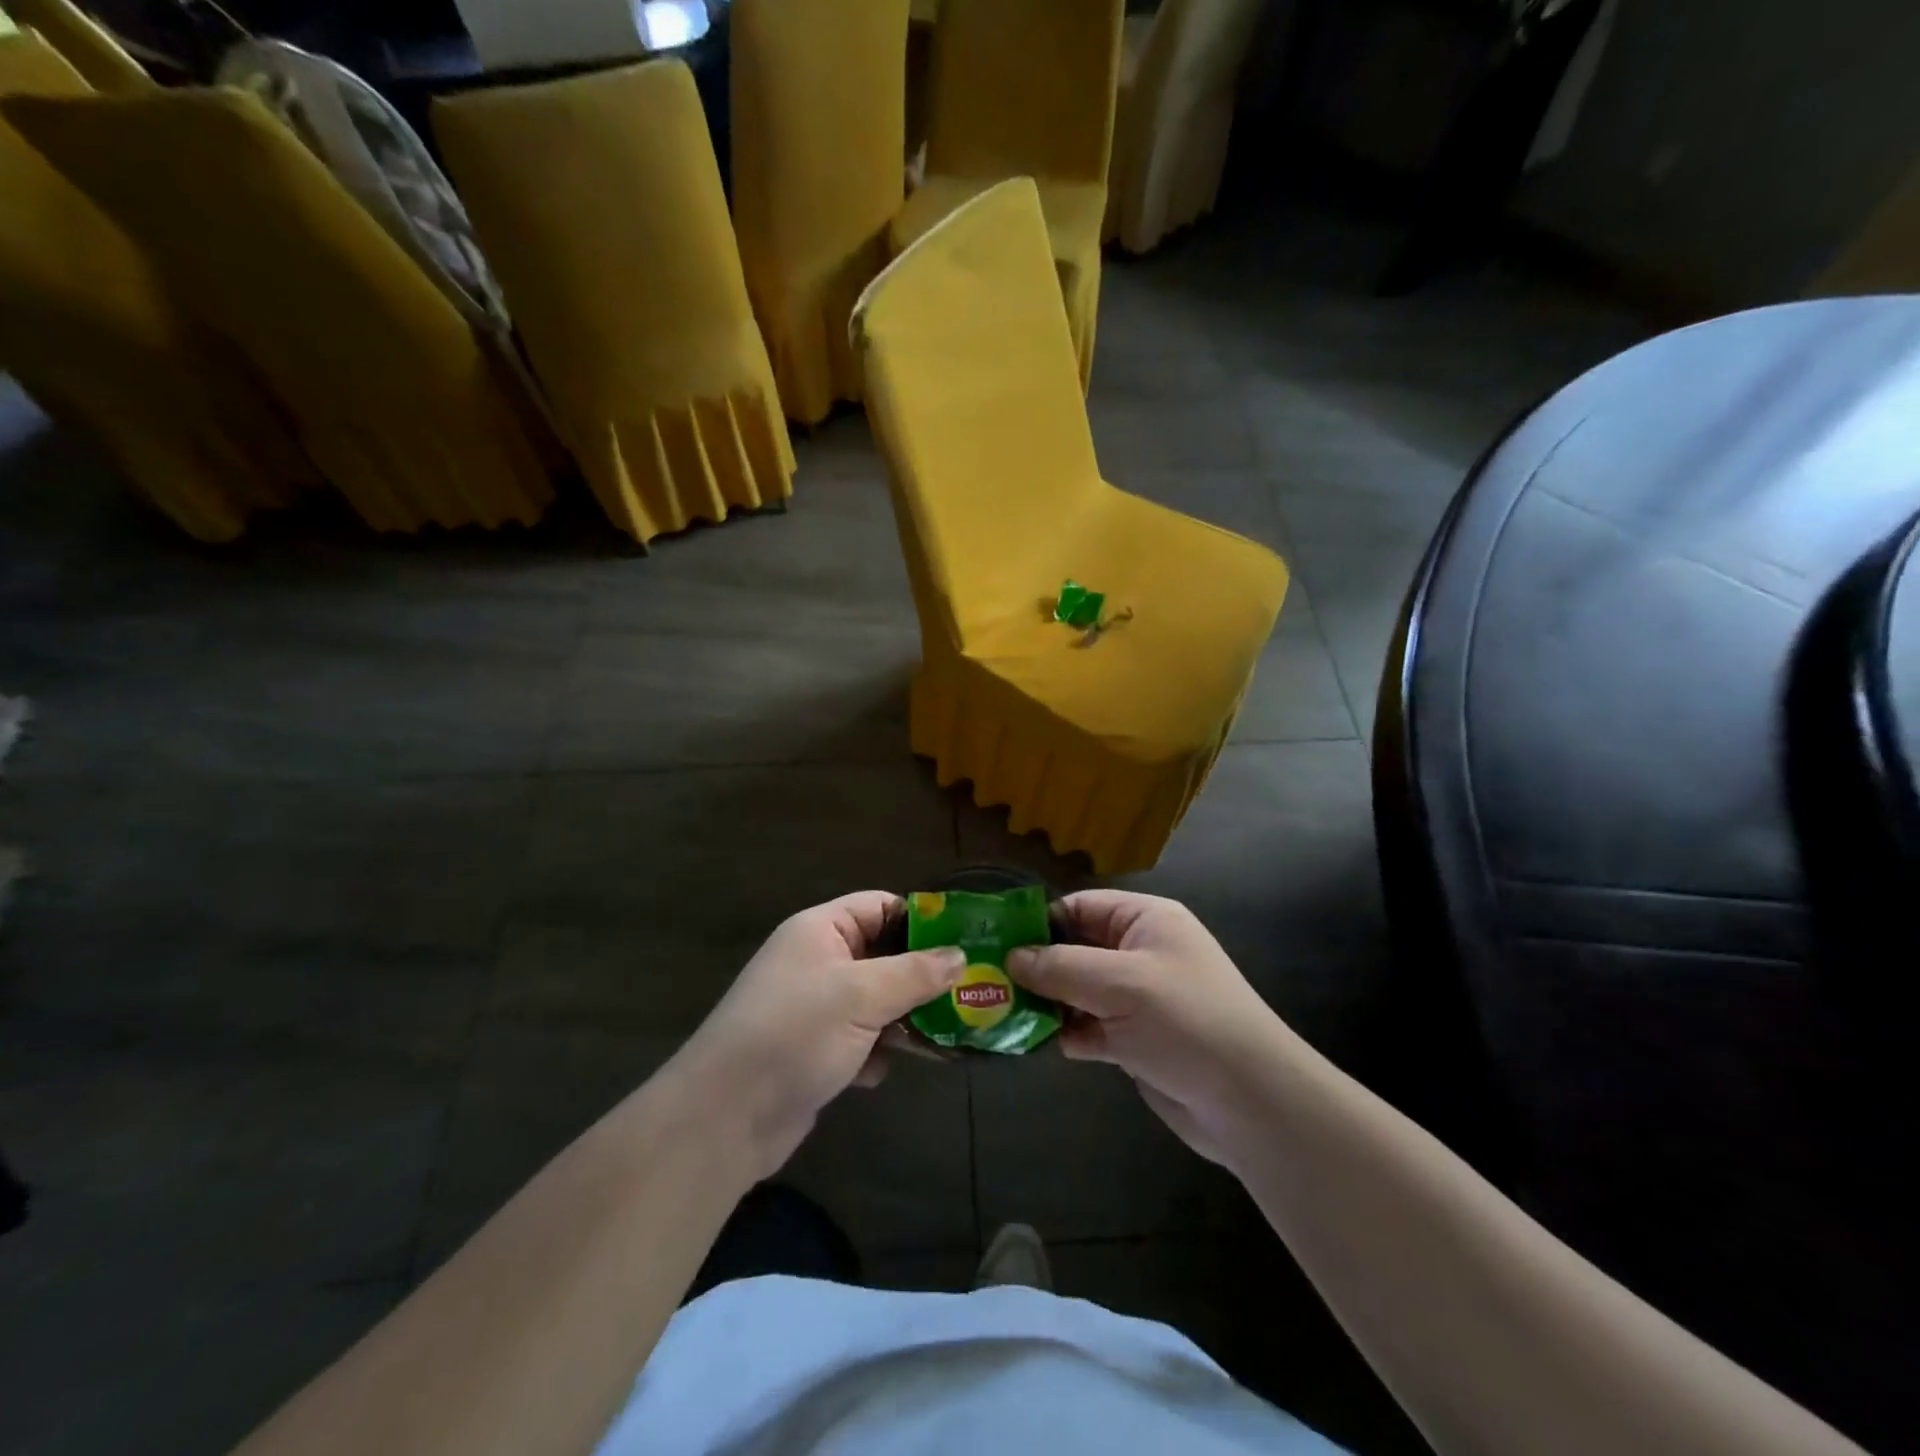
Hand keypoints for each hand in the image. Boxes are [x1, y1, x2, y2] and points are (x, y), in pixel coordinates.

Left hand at [670, 892, 966, 1180]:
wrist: (725, 1118)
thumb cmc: (795, 1034)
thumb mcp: (861, 996)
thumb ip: (915, 974)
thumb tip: (960, 956)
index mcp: (821, 930)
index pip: (880, 907)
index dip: (921, 921)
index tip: (964, 942)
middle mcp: (817, 961)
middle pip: (884, 955)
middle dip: (922, 977)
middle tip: (968, 994)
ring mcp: (815, 1007)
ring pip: (876, 1001)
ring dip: (905, 1019)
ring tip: (945, 1038)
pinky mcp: (814, 1049)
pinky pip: (860, 1038)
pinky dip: (876, 1052)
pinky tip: (881, 1073)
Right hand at [1008, 890, 1284, 1165]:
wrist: (1250, 1103)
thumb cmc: (1186, 1021)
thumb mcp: (1120, 984)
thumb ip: (1061, 967)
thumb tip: (1011, 958)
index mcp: (1145, 920)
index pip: (1081, 907)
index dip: (1041, 922)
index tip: (996, 943)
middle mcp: (1140, 953)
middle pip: (1076, 948)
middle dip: (1037, 965)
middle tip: (989, 981)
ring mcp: (1137, 998)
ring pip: (1078, 990)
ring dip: (1047, 1002)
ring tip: (1003, 1012)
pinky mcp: (1135, 1040)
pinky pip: (1089, 1026)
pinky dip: (1067, 1032)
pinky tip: (1038, 1042)